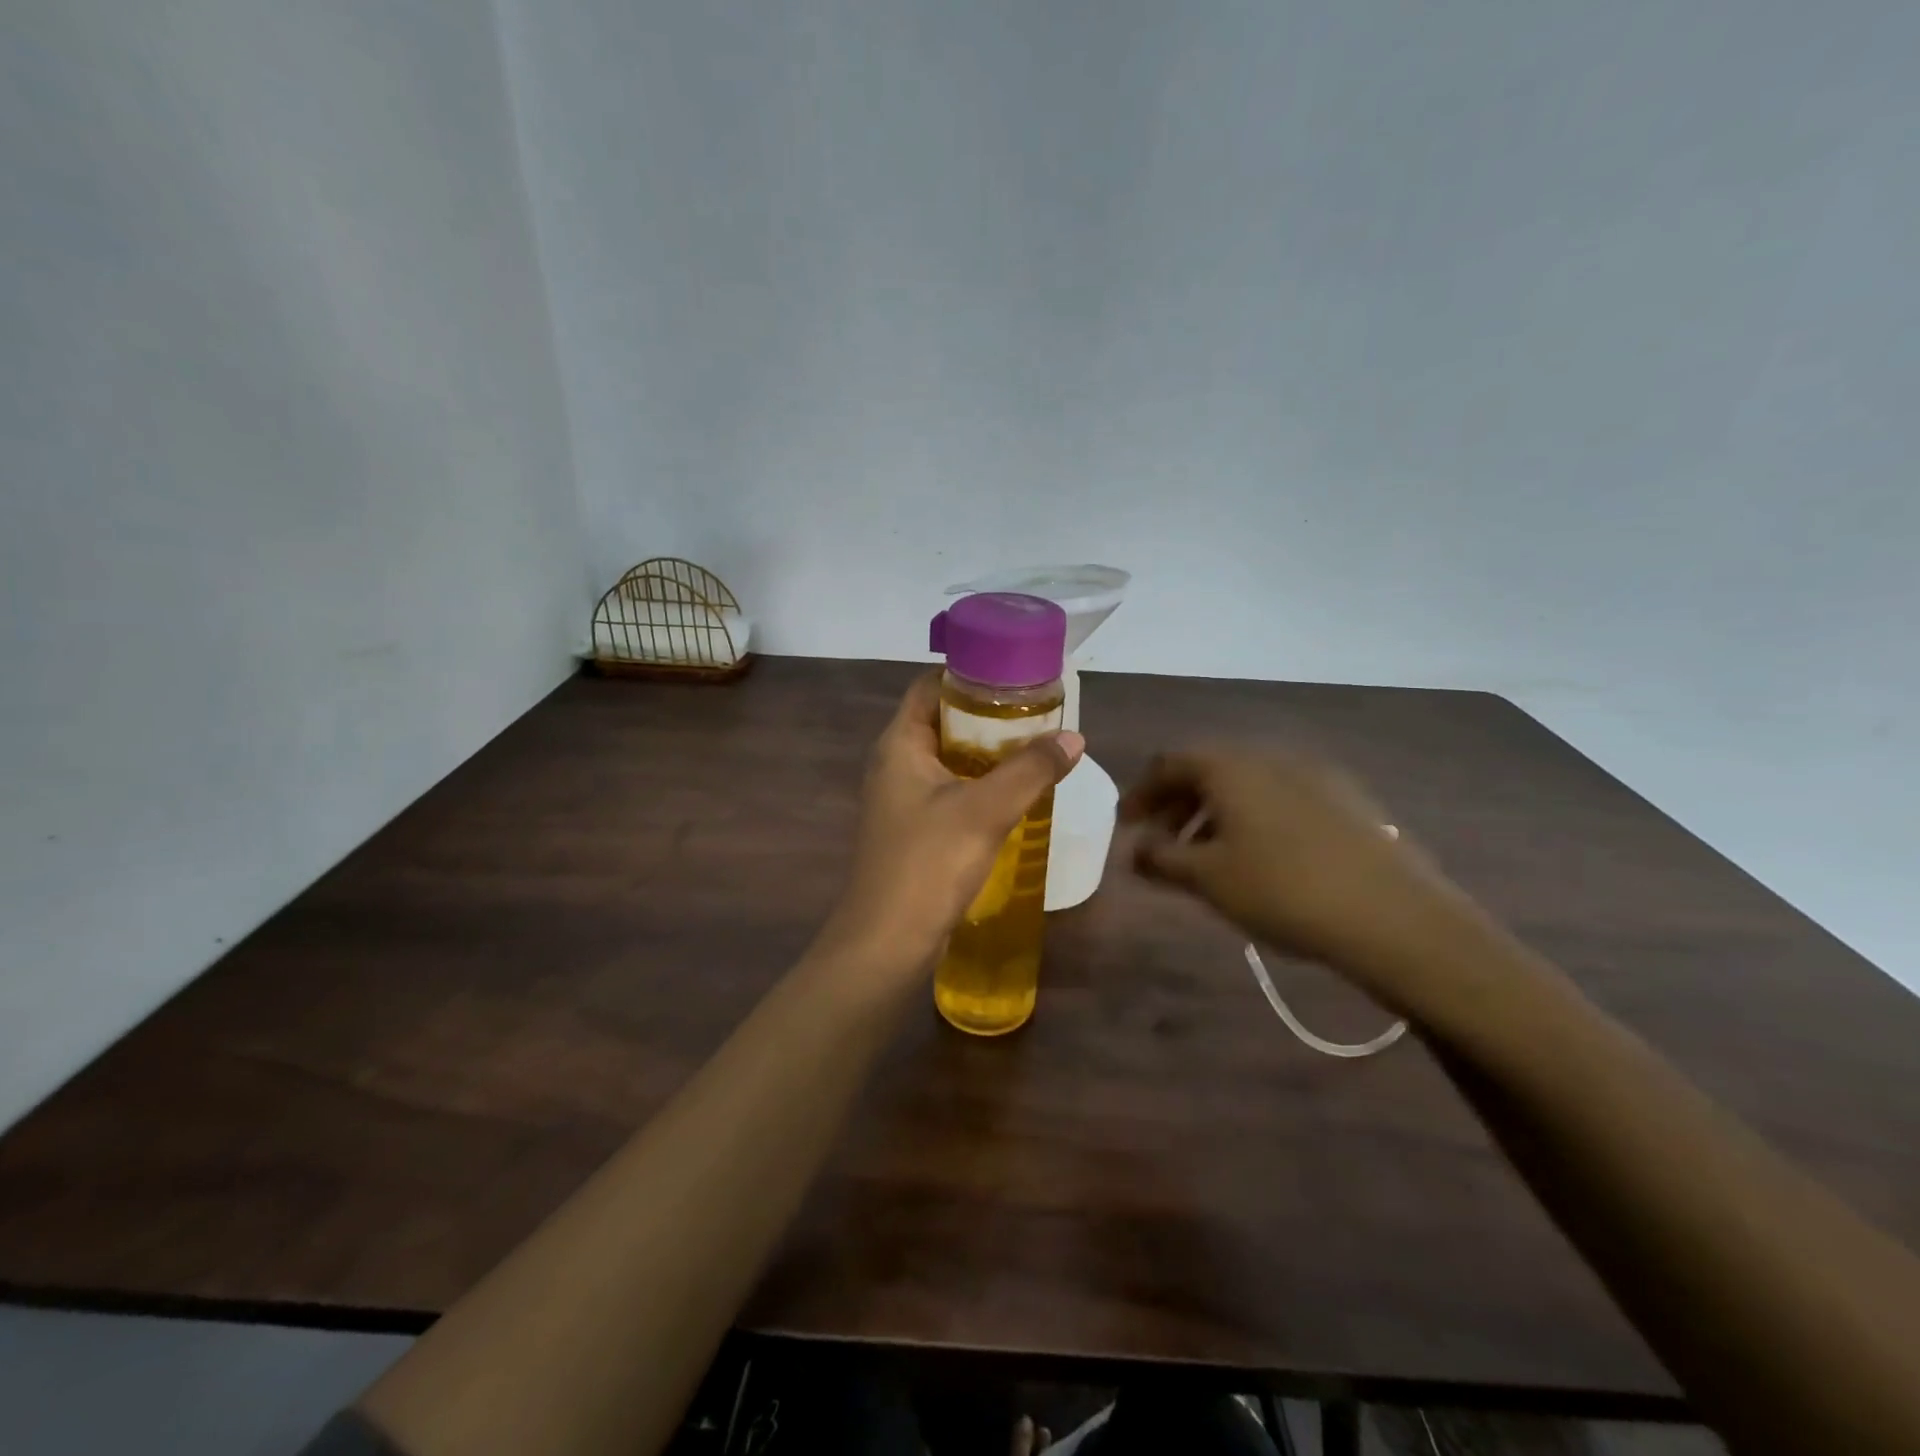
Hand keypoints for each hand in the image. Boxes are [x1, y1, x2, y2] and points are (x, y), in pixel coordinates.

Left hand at [824, 672, 1083, 971]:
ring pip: (948, 758)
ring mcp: (901, 799)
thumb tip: (1074, 738)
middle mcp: (895, 763)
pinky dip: (979, 783)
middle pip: (942, 720)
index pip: (930, 686)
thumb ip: (1030, 770)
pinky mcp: (913, 829)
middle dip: (987, 714)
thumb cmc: (928, 864)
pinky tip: (1014, 793)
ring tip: (1034, 746)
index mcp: (900, 744)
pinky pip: (949, 790)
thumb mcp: (985, 810)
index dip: (969, 674)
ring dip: (987, 752)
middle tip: (1037, 712)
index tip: (1015, 674)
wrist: (887, 942)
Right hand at [1120, 748, 1460, 994]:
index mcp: (1230, 766)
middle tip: (1161, 842)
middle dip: (1177, 804)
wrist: (1393, 915)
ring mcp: (1314, 775)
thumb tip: (1135, 849)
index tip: (1126, 825)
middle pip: (1208, 770)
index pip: (1169, 764)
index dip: (1141, 793)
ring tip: (1207, 855)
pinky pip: (1281, 798)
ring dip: (1214, 813)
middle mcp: (1270, 757)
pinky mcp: (1347, 800)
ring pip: (1247, 785)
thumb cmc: (1281, 889)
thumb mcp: (1207, 878)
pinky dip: (1253, 818)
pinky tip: (1260, 857)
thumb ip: (1160, 859)